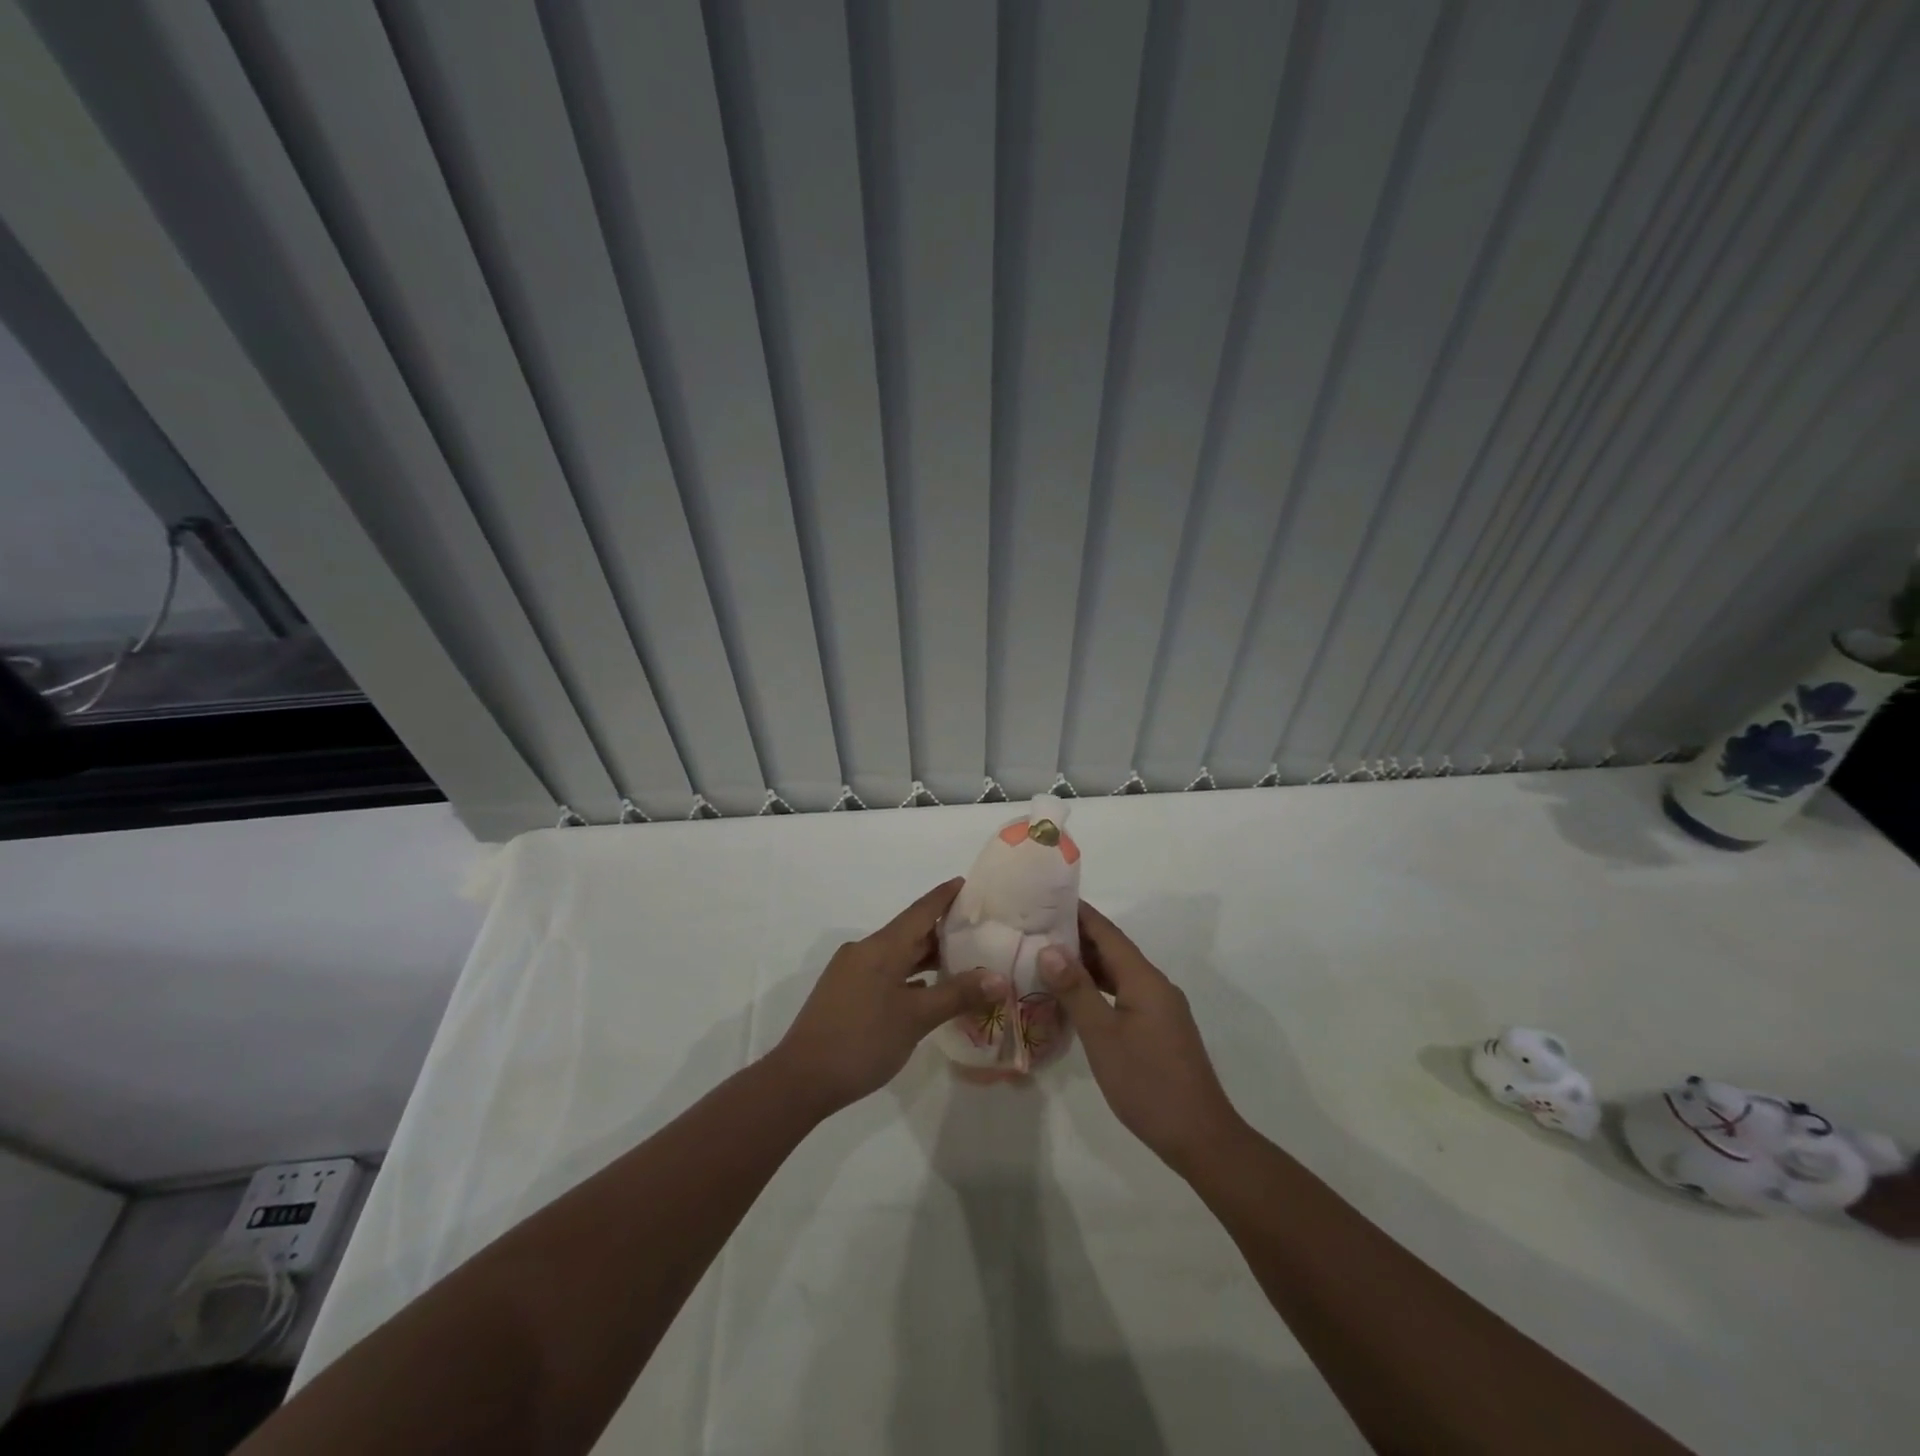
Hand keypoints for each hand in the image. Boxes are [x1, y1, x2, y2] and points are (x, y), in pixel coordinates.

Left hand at [770, 880, 1005, 1116]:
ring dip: (927, 958)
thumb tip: (1000, 979)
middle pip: (910, 932)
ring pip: (897, 955)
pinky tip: (928, 991)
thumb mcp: (916, 1018)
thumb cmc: (862, 1041)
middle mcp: (865, 951)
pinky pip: (886, 973)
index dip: (944, 897)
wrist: (801, 1079)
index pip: (920, 911)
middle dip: (943, 931)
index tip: (968, 883)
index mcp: (882, 947)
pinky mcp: (846, 994)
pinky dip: (910, 977)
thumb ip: (958, 995)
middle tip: (979, 931)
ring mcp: (852, 973)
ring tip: (963, 961)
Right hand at [1040, 902, 1244, 1170]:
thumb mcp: (1103, 1036)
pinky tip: (1075, 997)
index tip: (1046, 899)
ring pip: (1118, 974)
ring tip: (1046, 957)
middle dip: (1077, 937)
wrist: (1200, 1137)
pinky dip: (1098, 988)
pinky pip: (1124, 994)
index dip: (1079, 913)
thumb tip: (1049, 948)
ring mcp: (1160, 1008)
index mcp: (1144, 980)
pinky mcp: (1159, 1029)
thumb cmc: (1147, 1083)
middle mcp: (1155, 986)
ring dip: (1086, 964)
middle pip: (1114, 950)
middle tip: (1035, 928)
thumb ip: (1076, 990)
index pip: (1107, 933)